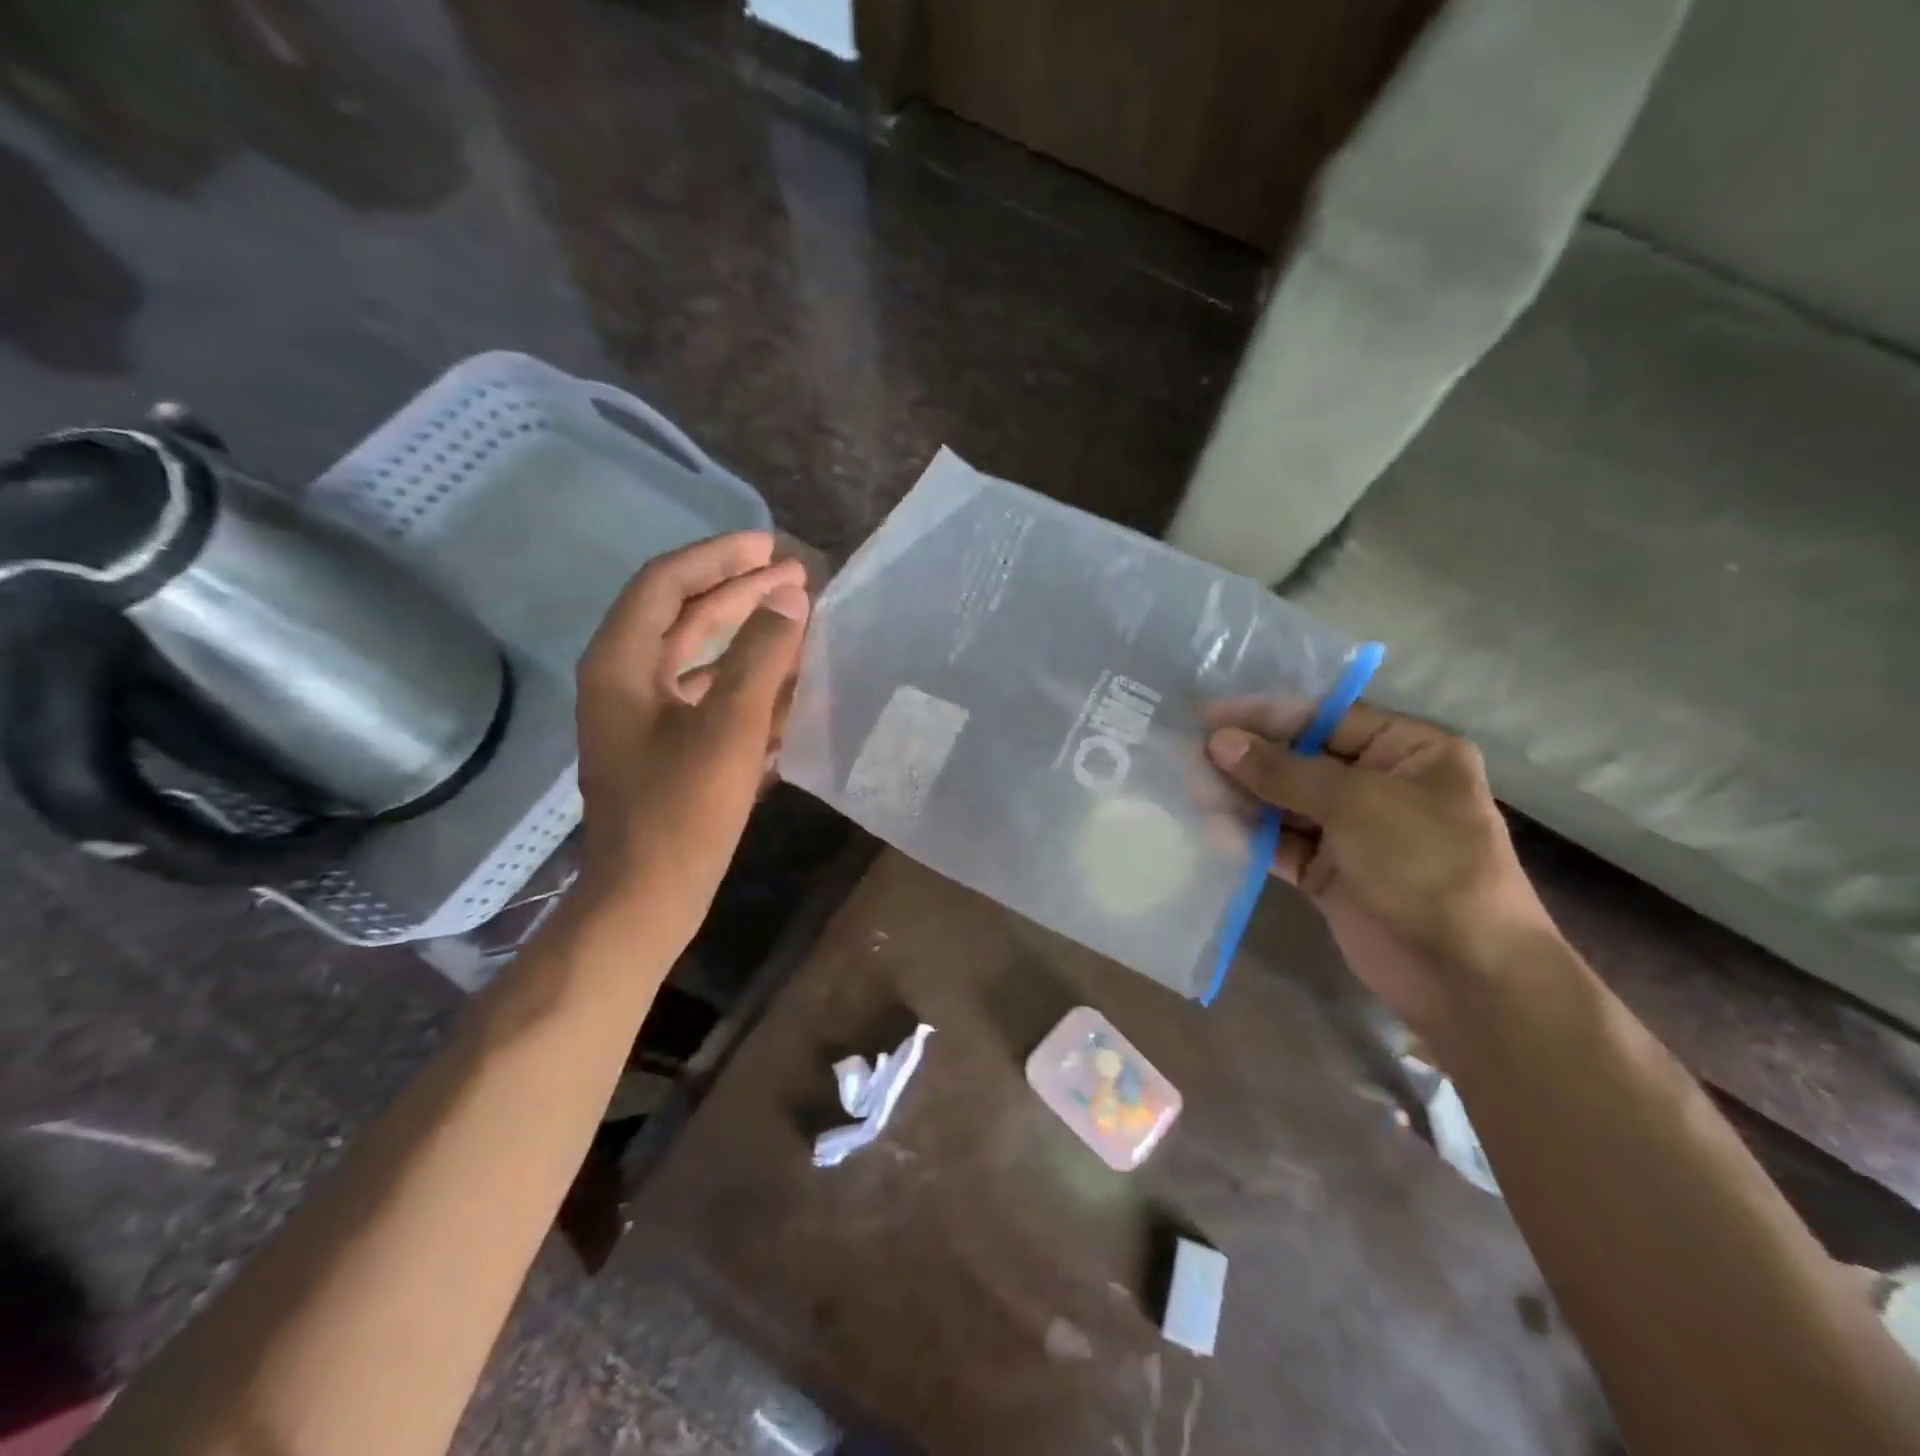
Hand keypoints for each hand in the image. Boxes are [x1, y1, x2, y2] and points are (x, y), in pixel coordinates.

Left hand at [574, 532, 808, 942]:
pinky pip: (706, 694)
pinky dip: (743, 680)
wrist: (647, 897)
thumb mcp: (730, 727)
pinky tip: (784, 683)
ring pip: (697, 655)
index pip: (667, 583)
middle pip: (683, 615)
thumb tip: (789, 600)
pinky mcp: (664, 747)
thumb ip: (761, 657)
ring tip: (796, 620)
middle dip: (739, 591)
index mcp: (622, 664)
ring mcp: (643, 716)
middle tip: (795, 576)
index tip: (772, 548)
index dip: (720, 558)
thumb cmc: (683, 811)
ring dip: (745, 634)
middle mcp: (624, 680)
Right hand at [1206, 704, 1555, 1036]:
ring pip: (1284, 802)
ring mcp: (1353, 831)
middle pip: (1300, 759)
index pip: (1326, 718)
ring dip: (1241, 796)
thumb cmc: (1424, 864)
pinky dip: (1250, 837)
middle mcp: (1379, 784)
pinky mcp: (1329, 872)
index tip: (1209, 713)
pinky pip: (1281, 844)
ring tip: (1190, 787)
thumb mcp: (1356, 803)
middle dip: (1247, 757)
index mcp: (1408, 751)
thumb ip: (1283, 771)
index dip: (1266, 715)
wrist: (1464, 973)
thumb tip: (1219, 741)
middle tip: (1189, 752)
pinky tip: (1212, 828)